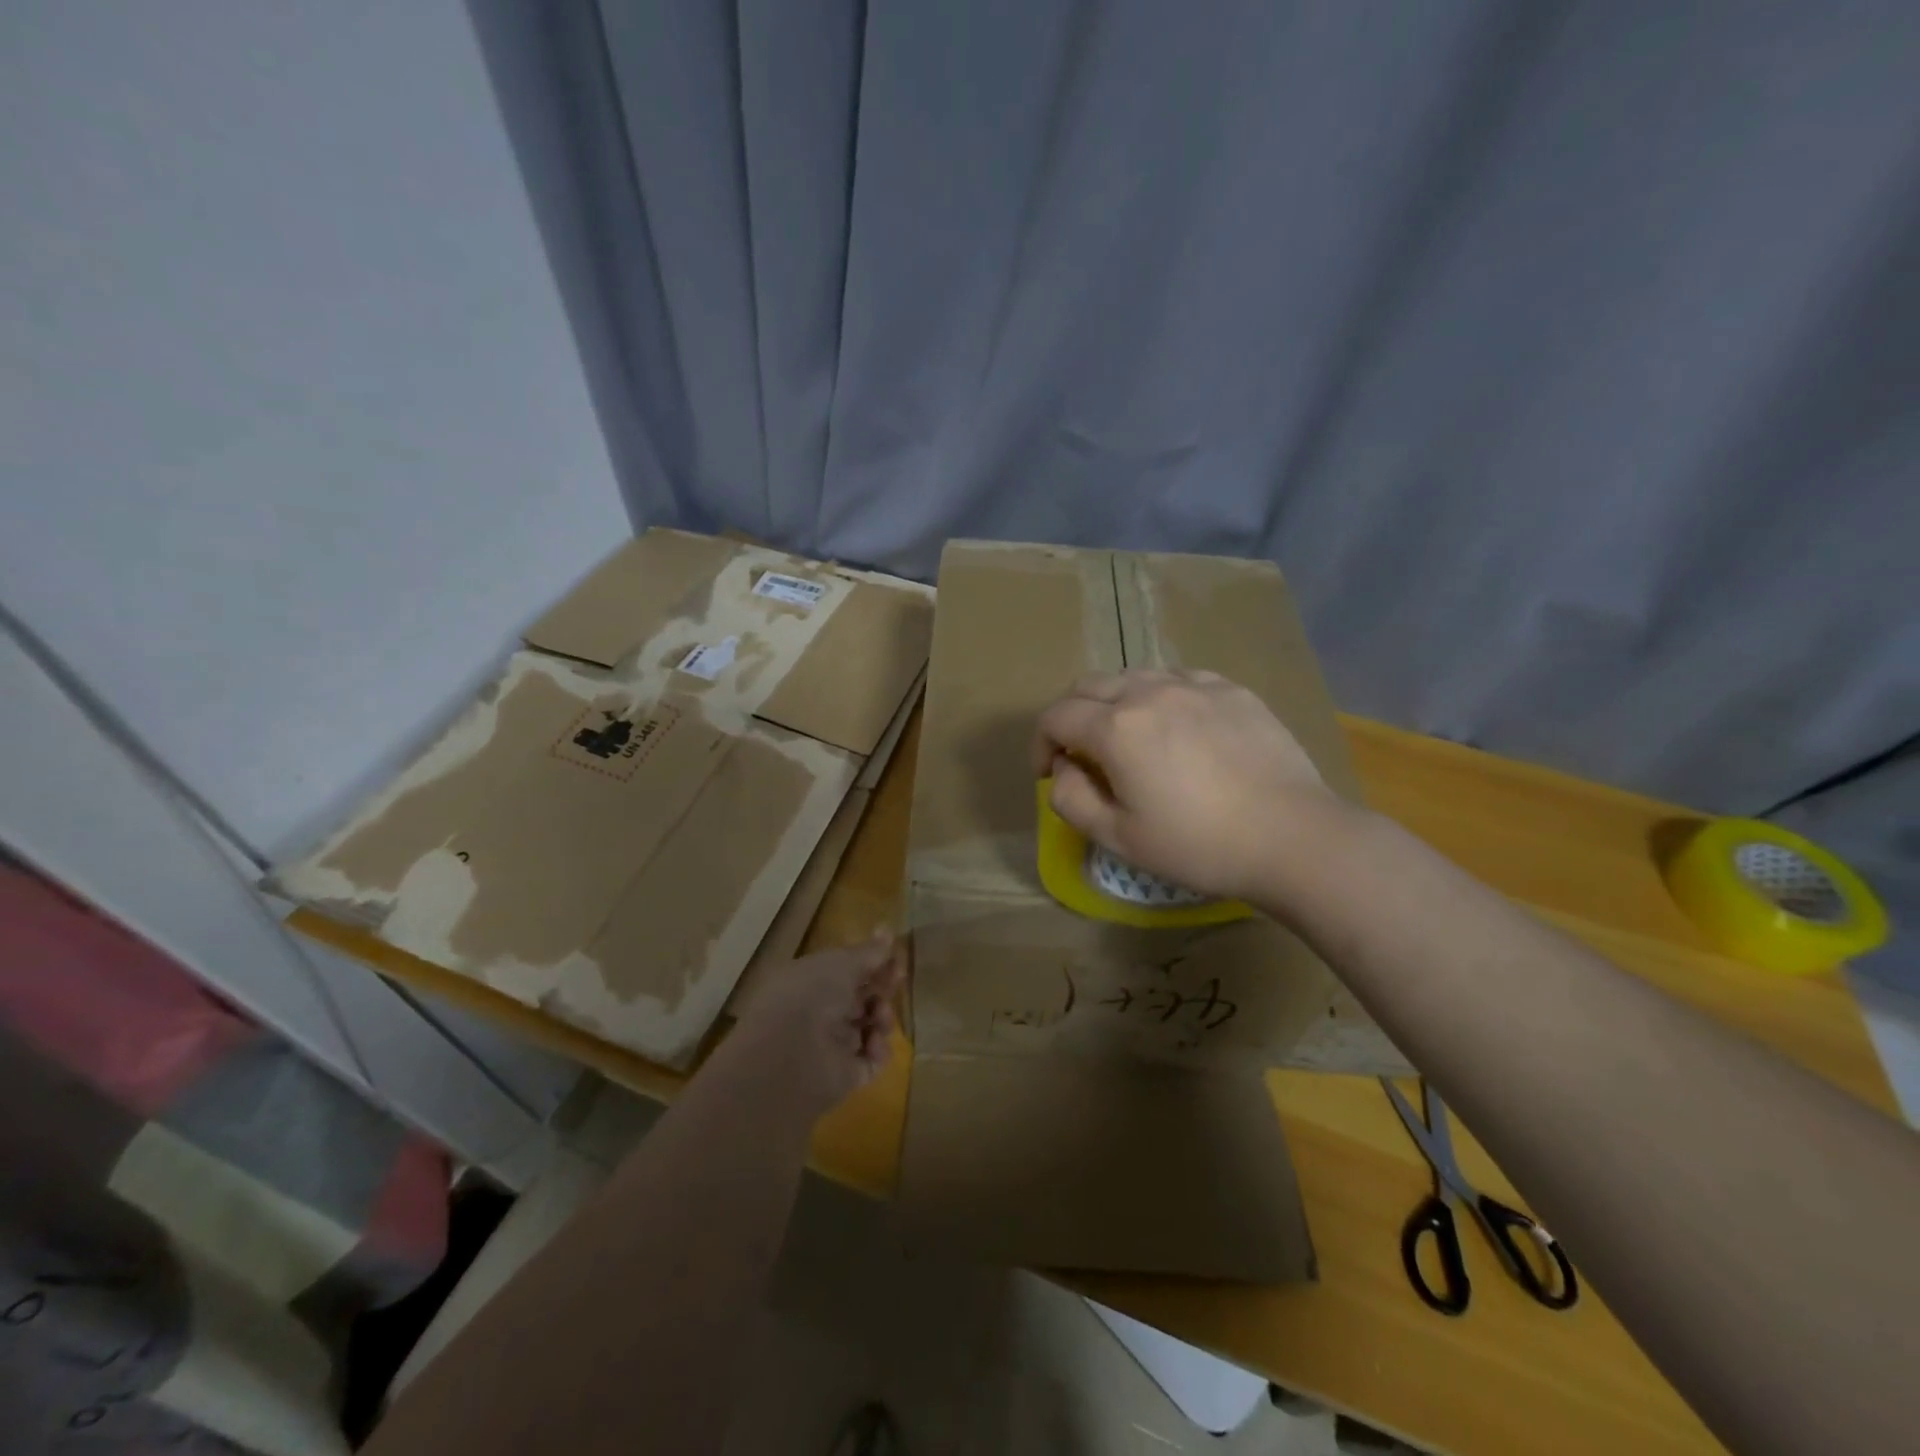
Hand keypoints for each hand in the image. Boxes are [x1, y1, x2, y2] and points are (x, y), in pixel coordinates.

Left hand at [728, 934, 904, 1116]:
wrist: (789, 1056)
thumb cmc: (810, 995)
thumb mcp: (841, 963)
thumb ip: (868, 952)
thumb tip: (887, 930)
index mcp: (810, 982)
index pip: (846, 970)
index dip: (872, 962)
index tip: (896, 955)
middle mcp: (819, 1012)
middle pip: (861, 997)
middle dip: (882, 986)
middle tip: (899, 977)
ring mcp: (832, 1046)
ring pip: (870, 1025)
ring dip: (882, 1015)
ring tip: (880, 1016)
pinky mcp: (845, 1076)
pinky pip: (872, 1059)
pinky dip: (879, 1049)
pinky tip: (874, 1042)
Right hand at [1032, 669, 1346, 901]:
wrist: (1291, 837)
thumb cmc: (1197, 845)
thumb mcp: (1118, 837)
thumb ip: (1070, 798)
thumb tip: (1063, 767)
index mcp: (1116, 728)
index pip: (1055, 716)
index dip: (1041, 743)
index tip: (1050, 772)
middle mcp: (1149, 692)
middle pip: (1088, 686)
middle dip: (1072, 716)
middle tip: (1082, 754)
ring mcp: (1195, 685)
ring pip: (1133, 677)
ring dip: (1114, 703)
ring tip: (1130, 739)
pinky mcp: (1232, 690)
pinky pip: (1179, 680)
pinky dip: (1160, 698)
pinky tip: (1178, 729)